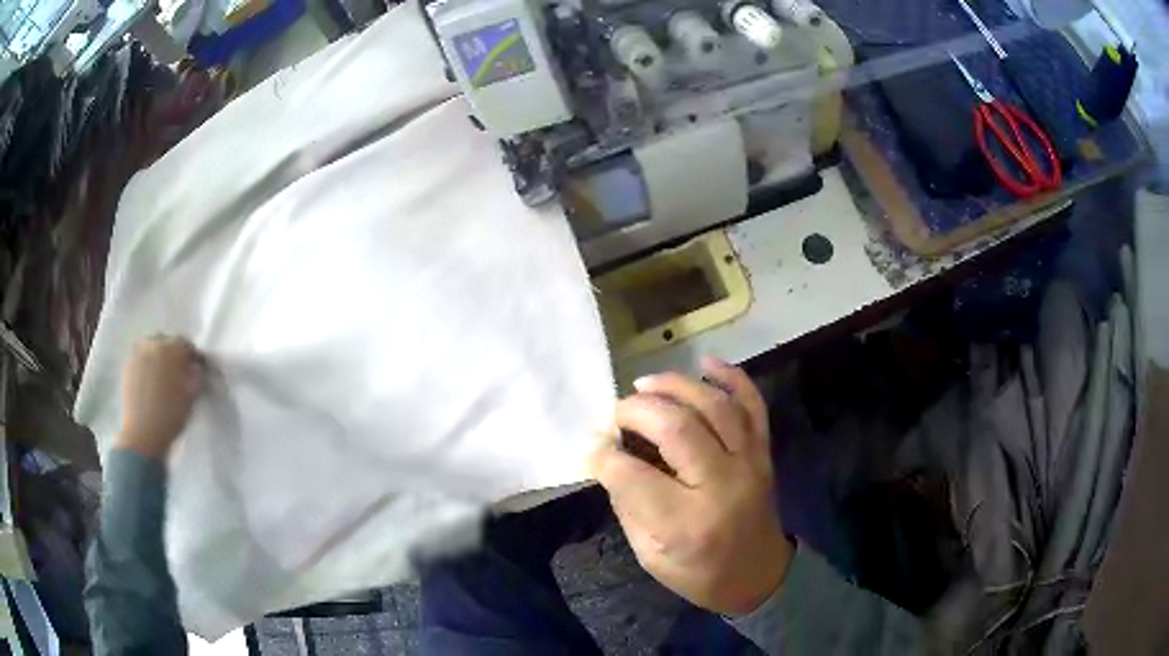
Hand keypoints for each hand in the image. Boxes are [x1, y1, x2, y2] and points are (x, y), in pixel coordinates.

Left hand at [116, 336, 204, 459]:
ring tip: (164, 372)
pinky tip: (151, 377)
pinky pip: (141, 355)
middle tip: (181, 370)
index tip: (197, 367)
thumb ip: (195, 378)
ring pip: (153, 345)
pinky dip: (148, 361)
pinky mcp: (128, 364)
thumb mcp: (190, 400)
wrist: (143, 435)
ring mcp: (138, 353)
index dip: (193, 357)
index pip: (187, 346)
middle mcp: (154, 345)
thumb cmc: (170, 418)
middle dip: (176, 353)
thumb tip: (196, 368)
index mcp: (172, 351)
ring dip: (161, 355)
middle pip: (168, 341)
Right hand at [590, 357, 792, 616]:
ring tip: (645, 384)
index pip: (633, 475)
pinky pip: (753, 405)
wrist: (757, 575)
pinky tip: (705, 362)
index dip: (603, 456)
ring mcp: (750, 463)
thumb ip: (628, 502)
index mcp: (686, 523)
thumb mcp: (649, 553)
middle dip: (637, 411)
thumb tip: (608, 454)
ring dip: (676, 385)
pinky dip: (731, 377)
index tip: (592, 447)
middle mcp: (722, 486)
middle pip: (676, 429)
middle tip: (616, 413)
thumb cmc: (698, 572)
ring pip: (715, 407)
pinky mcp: (763, 452)